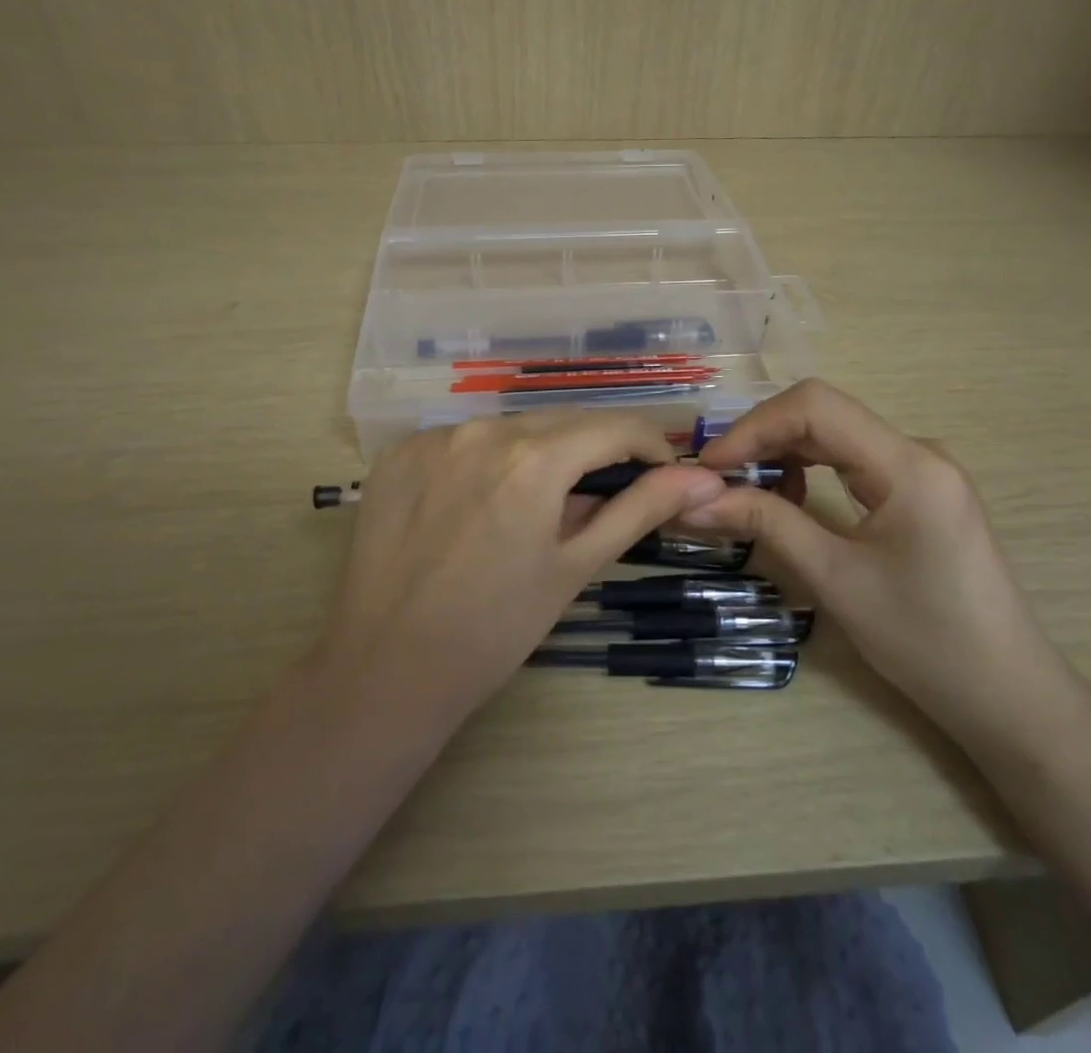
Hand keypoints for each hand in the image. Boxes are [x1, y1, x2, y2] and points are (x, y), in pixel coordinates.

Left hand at [315, 412, 727, 722]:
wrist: (386, 669)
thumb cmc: (495, 629)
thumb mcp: (574, 567)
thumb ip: (639, 510)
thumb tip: (704, 478)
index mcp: (533, 458)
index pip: (613, 427)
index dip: (648, 446)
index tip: (662, 475)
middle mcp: (482, 429)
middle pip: (562, 422)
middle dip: (595, 450)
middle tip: (606, 494)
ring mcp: (433, 437)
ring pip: (511, 427)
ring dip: (539, 453)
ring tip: (540, 505)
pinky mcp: (398, 453)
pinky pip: (462, 439)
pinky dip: (487, 460)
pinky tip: (480, 504)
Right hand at [687, 379, 1078, 747]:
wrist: (1008, 695)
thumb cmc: (926, 641)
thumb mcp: (836, 580)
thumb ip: (767, 525)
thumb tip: (696, 500)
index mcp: (908, 465)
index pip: (816, 407)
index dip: (754, 427)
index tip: (710, 467)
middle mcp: (918, 451)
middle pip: (823, 414)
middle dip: (762, 439)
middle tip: (716, 480)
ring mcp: (922, 469)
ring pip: (834, 434)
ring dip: (783, 454)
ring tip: (744, 492)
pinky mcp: (919, 490)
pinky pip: (852, 459)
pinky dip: (809, 470)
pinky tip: (789, 501)